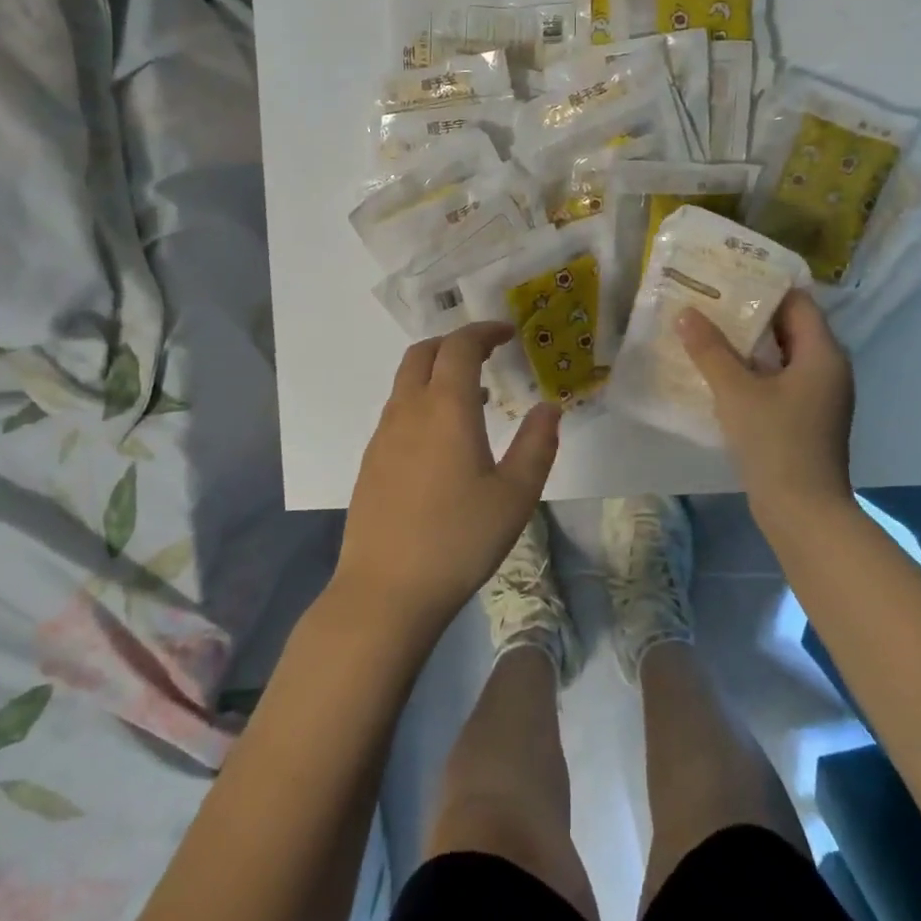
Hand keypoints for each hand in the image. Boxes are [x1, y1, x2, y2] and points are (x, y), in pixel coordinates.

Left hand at [333, 322, 560, 639]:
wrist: (387, 589)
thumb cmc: (459, 539)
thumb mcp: (515, 495)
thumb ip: (537, 444)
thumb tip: (549, 407)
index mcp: (445, 408)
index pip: (460, 346)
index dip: (484, 331)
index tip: (508, 332)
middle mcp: (408, 410)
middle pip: (423, 353)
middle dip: (455, 343)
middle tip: (487, 354)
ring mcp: (382, 436)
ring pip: (406, 382)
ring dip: (437, 373)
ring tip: (472, 398)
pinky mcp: (370, 461)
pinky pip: (397, 411)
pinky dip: (422, 402)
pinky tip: (442, 440)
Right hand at [677, 290, 855, 530]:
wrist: (802, 511)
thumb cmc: (775, 443)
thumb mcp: (736, 392)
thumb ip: (710, 350)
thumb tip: (686, 313)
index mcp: (823, 353)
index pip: (797, 302)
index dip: (764, 285)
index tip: (728, 275)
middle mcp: (828, 368)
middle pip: (790, 327)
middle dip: (750, 314)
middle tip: (709, 300)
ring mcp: (819, 396)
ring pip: (783, 356)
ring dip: (749, 344)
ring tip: (707, 330)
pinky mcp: (806, 419)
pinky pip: (780, 380)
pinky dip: (754, 371)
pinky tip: (720, 373)